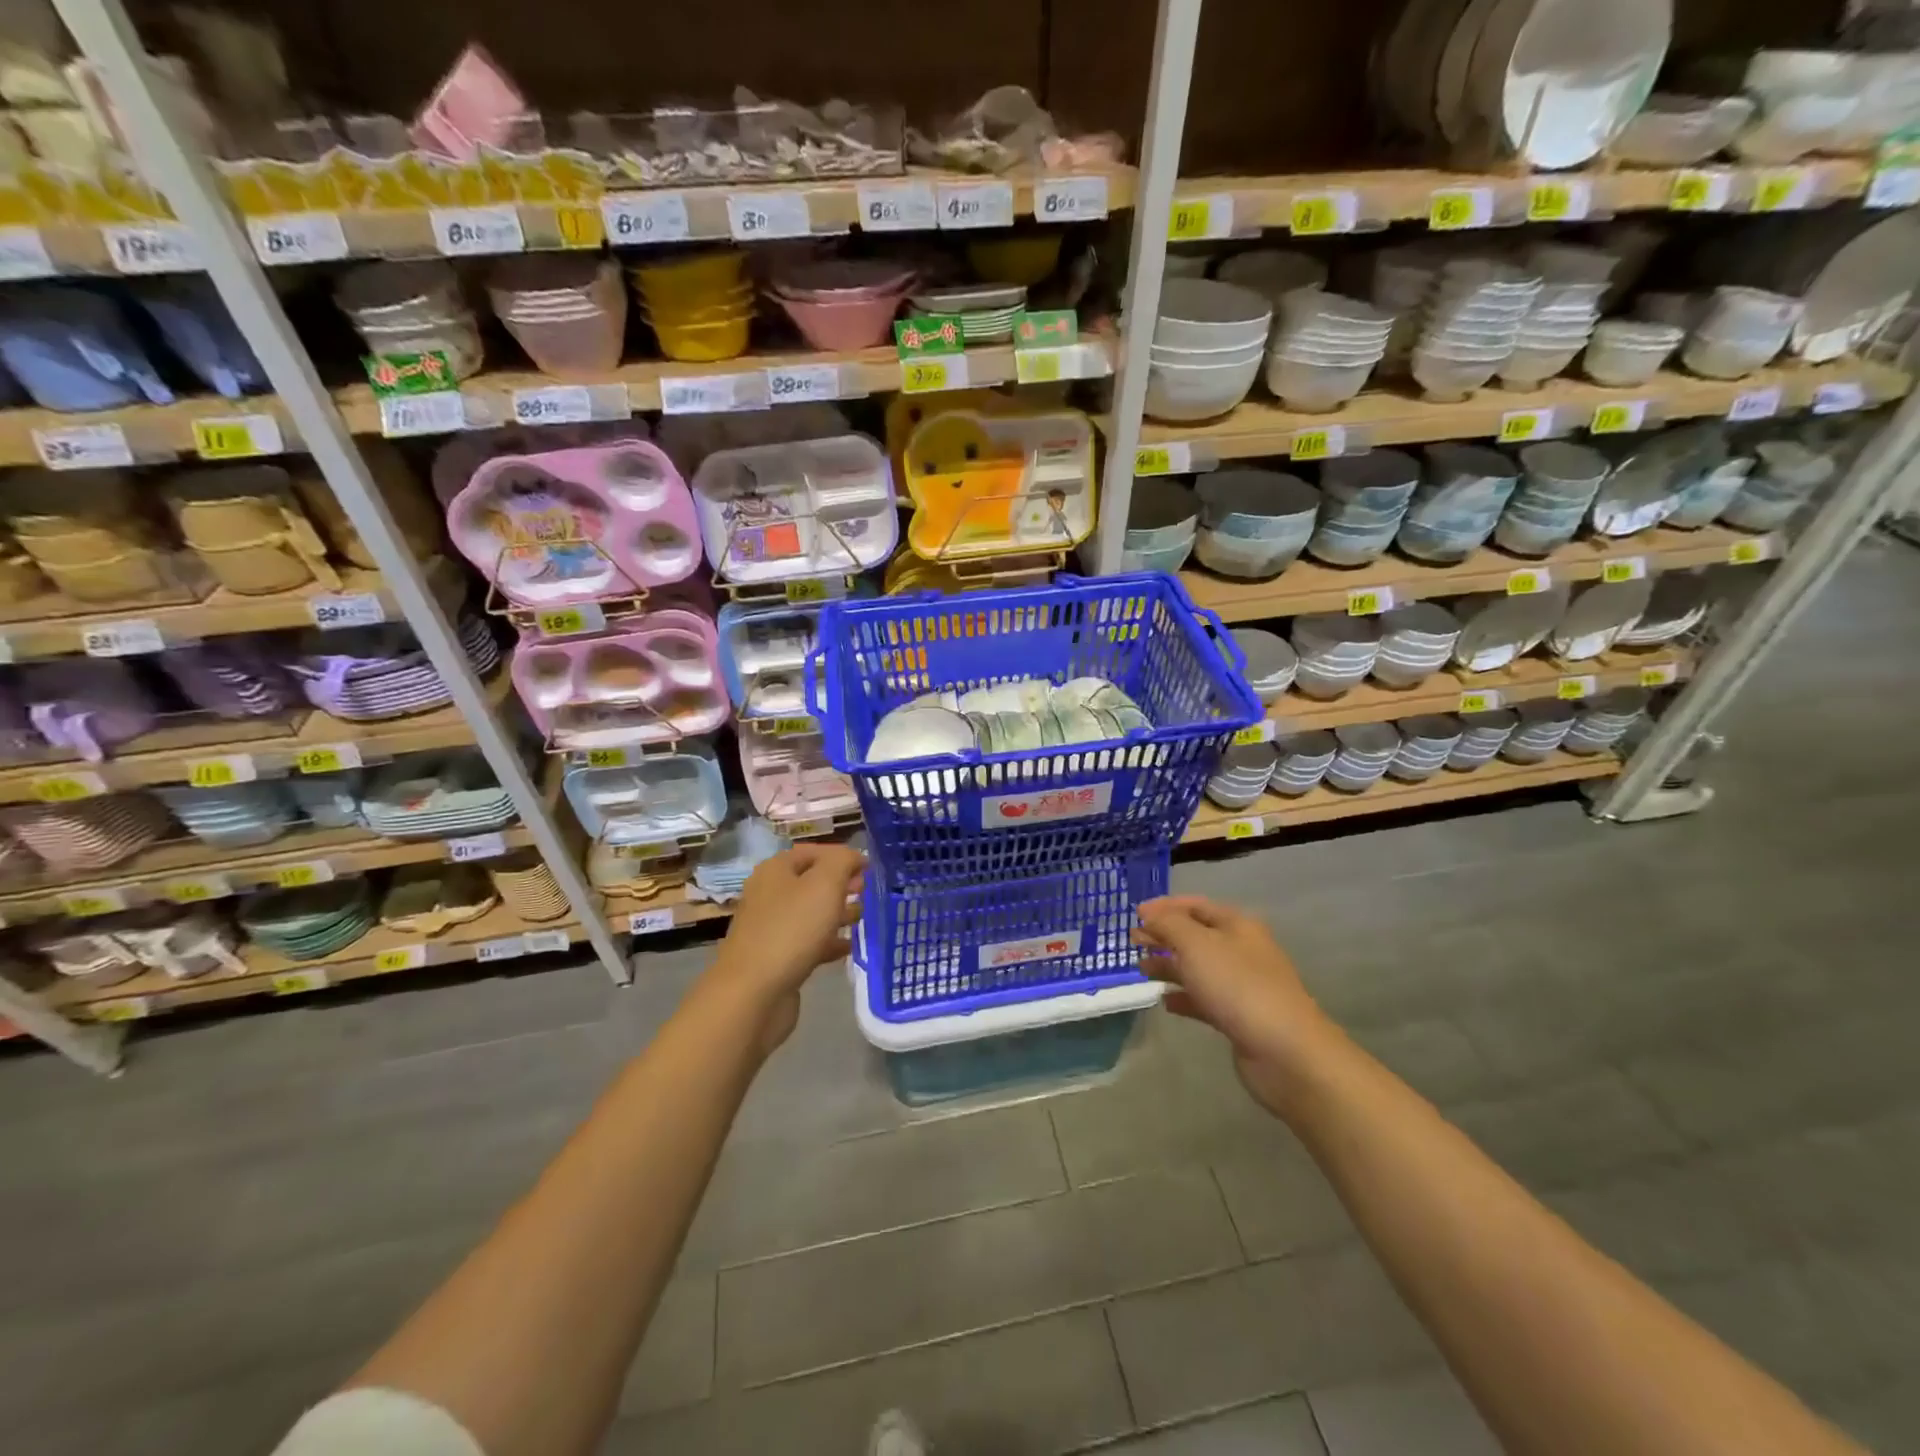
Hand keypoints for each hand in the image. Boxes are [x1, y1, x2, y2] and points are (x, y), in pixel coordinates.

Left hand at [710, 844, 865, 1052]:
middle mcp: (769, 894)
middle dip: (841, 885)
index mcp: (775, 870)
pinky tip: (848, 948)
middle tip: (865, 893)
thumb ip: (843, 862)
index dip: (841, 856)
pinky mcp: (776, 958)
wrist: (754, 993)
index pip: (812, 852)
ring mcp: (770, 928)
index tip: (869, 868)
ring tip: (862, 918)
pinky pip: (807, 942)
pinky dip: (828, 941)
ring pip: (810, 913)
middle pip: (811, 881)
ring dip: (837, 913)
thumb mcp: (825, 884)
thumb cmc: (792, 929)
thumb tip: (853, 856)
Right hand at [1134, 895, 1335, 1117]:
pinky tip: (1165, 1002)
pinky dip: (1184, 997)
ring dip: (1170, 965)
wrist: (1285, 1051)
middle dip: (1164, 935)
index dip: (1164, 906)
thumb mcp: (1196, 944)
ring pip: (1198, 968)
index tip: (1135, 914)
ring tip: (1141, 970)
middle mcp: (1241, 950)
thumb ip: (1168, 924)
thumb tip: (1150, 914)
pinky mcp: (1239, 1017)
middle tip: (1133, 941)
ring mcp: (1242, 985)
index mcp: (1237, 925)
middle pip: (1196, 936)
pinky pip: (1205, 1000)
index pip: (1195, 905)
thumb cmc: (1238, 986)